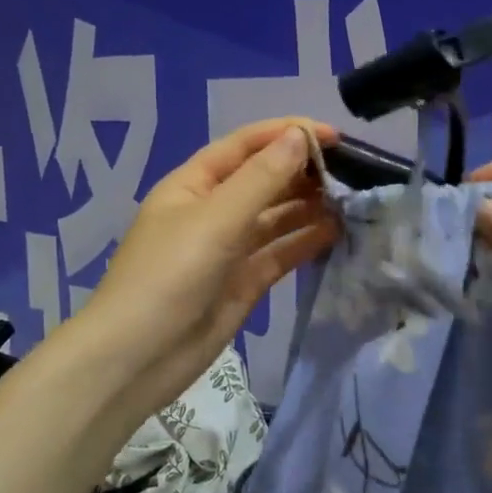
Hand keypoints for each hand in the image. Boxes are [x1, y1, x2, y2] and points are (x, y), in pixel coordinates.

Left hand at [73, 118, 338, 416]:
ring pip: (276, 217)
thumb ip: (261, 178)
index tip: (335, 137)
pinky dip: (305, 241)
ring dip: (309, 206)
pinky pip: (280, 253)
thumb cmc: (169, 276)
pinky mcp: (243, 282)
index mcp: (194, 184)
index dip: (288, 133)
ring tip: (351, 200)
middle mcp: (212, 211)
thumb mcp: (215, 219)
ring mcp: (229, 248)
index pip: (246, 145)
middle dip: (303, 171)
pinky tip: (336, 232)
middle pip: (263, 179)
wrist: (138, 359)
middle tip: (353, 172)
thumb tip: (299, 136)